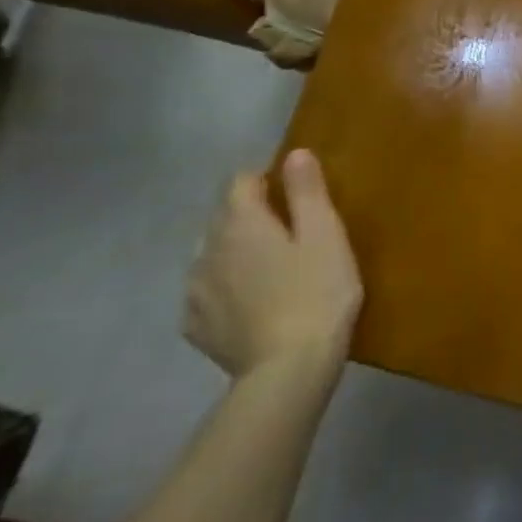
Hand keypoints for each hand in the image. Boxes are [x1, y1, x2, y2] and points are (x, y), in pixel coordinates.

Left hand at [185, 149, 363, 381]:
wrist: (289, 367)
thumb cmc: (318, 291)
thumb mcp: (326, 235)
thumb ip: (307, 193)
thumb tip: (295, 154)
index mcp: (241, 224)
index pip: (240, 182)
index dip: (266, 179)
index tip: (296, 192)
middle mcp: (206, 251)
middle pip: (223, 218)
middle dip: (251, 216)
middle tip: (293, 232)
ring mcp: (195, 291)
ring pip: (213, 255)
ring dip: (237, 253)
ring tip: (275, 269)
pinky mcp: (196, 325)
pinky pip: (208, 292)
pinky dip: (227, 288)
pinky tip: (255, 303)